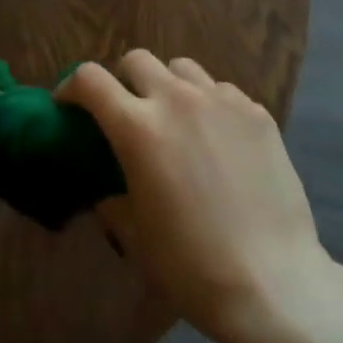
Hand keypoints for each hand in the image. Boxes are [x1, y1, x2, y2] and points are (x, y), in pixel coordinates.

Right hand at [61, 51, 333, 342]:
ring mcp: (221, 101)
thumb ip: (113, 200)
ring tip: (177, 120)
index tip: (69, 105)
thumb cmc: (191, 267)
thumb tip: (109, 189)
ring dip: (168, 86)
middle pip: (137, 60)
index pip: (90, 80)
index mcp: (138, 128)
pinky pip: (222, 92)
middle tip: (127, 113)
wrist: (273, 283)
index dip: (72, 86)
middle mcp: (177, 100)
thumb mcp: (134, 238)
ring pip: (182, 68)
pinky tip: (219, 141)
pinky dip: (210, 106)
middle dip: (123, 80)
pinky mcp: (257, 113)